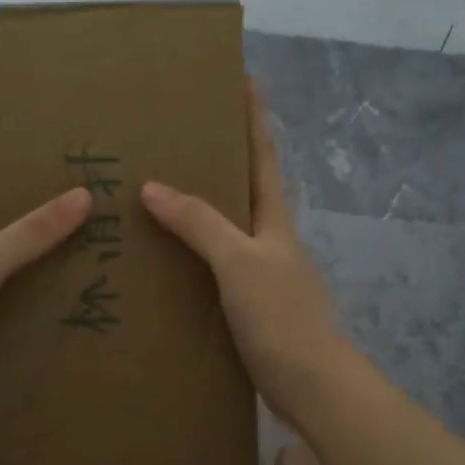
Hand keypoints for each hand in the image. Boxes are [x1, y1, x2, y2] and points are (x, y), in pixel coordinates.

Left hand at [0, 182, 91, 436]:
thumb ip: (30, 234)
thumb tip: (84, 195)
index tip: (21, 167)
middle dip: (22, 230)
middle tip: (73, 215)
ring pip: (1, 286)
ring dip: (33, 278)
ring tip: (84, 261)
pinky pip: (8, 325)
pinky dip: (32, 320)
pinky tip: (68, 313)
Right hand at [141, 81, 349, 426]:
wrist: (311, 385)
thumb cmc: (281, 316)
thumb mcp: (239, 262)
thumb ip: (200, 223)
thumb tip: (153, 186)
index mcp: (274, 220)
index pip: (263, 155)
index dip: (254, 117)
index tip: (244, 78)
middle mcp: (270, 240)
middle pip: (244, 188)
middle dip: (220, 158)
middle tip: (177, 136)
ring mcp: (262, 274)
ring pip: (226, 229)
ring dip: (200, 209)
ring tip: (156, 194)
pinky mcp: (250, 307)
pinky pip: (214, 267)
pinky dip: (192, 254)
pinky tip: (165, 260)